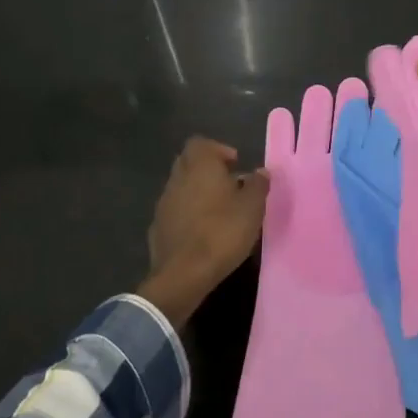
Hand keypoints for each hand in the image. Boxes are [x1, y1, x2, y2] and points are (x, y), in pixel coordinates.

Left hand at [138, 137, 268, 326]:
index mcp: (199, 166)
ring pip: (181, 187)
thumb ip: (258, 185)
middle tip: (230, 186)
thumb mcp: (252, 208)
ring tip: (220, 212)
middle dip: (208, 170)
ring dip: (198, 193)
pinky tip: (202, 231)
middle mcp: (177, 178)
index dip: (218, 150)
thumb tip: (261, 171)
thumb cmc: (222, 232)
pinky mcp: (157, 227)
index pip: (200, 143)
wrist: (183, 274)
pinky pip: (175, 211)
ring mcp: (163, 203)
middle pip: (189, 163)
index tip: (235, 165)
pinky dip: (187, 214)